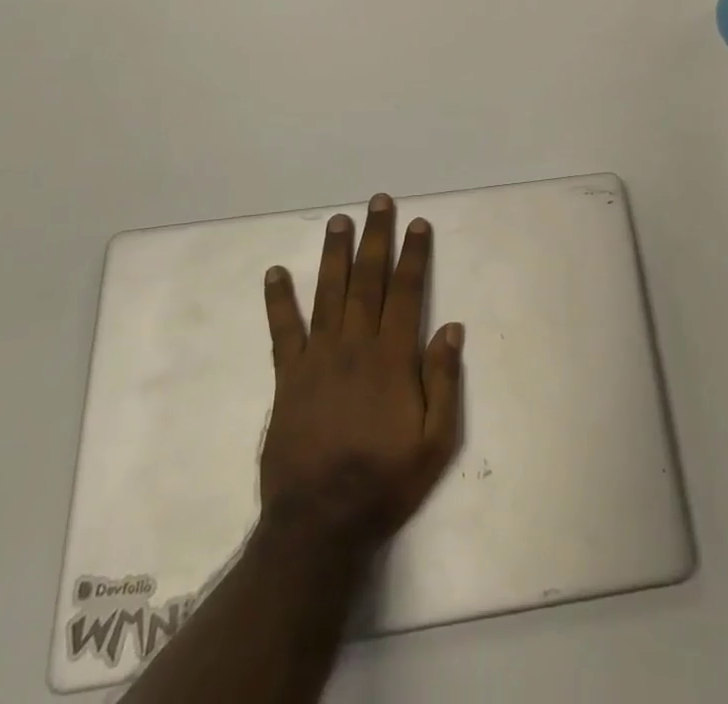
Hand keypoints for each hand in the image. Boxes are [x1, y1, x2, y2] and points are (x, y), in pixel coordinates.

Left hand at [259, 195, 463, 549]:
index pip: (406, 292)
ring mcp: (317, 359)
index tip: (418, 224)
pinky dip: (279, 301)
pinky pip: (283, 331)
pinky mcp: (288, 378)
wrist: (319, 525)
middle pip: (368, 280)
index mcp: (392, 358)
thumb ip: (444, 382)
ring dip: (335, 254)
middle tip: (378, 202)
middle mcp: (355, 346)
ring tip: (339, 221)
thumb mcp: (435, 443)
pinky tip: (275, 273)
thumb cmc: (384, 483)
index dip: (413, 255)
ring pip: (329, 293)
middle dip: (376, 238)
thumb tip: (451, 327)